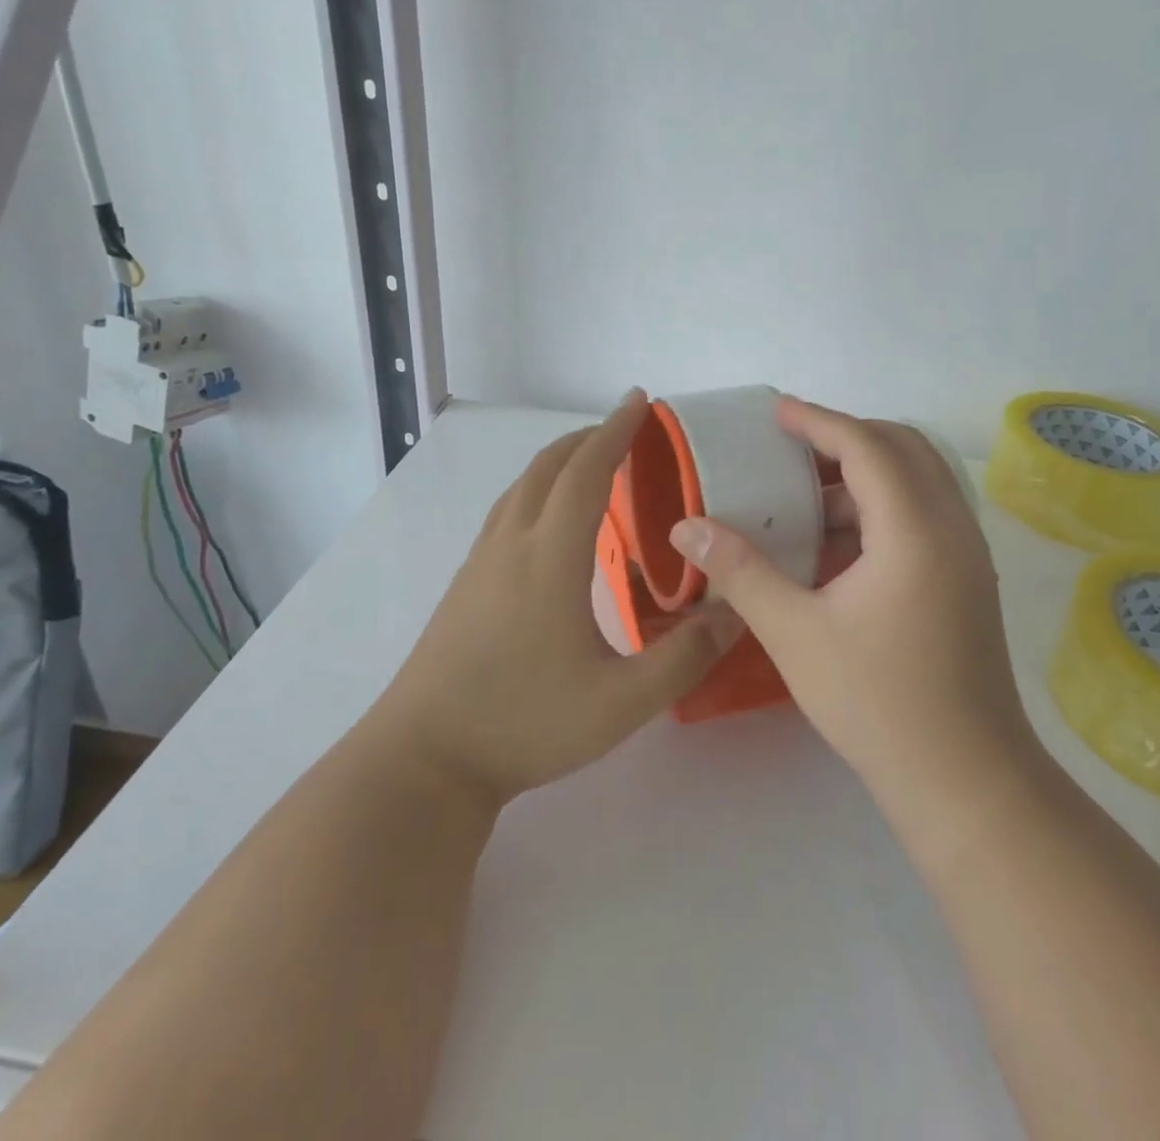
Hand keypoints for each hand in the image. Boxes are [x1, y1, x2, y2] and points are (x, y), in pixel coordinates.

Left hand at [372, 391, 745, 805]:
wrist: (426, 758)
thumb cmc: (524, 723)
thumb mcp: (621, 702)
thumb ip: (683, 657)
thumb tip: (734, 614)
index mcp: (550, 556)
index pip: (586, 472)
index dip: (616, 431)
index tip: (640, 402)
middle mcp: (512, 544)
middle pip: (548, 467)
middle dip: (588, 438)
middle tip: (626, 429)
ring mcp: (481, 562)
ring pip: (521, 487)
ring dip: (559, 461)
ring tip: (593, 464)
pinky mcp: (466, 583)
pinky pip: (507, 511)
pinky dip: (538, 490)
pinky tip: (551, 521)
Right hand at [668, 397, 1029, 804]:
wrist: (966, 780)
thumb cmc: (877, 702)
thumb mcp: (794, 633)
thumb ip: (740, 571)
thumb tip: (686, 528)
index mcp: (914, 529)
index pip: (865, 446)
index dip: (817, 421)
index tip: (775, 412)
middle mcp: (952, 527)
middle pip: (904, 447)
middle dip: (846, 437)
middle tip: (792, 450)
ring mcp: (968, 554)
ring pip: (920, 481)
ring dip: (866, 476)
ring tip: (808, 502)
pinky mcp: (968, 580)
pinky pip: (926, 514)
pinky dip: (883, 508)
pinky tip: (840, 547)